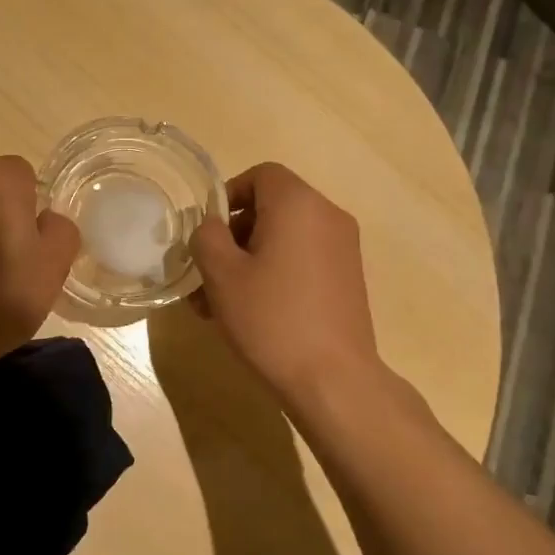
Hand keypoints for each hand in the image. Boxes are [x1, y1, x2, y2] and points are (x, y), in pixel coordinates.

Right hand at [189, 162, 380, 403]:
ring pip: (284, 238)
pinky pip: (302, 260)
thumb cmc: (271, 319)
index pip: (261, 175)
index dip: (228, 195)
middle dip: (233, 236)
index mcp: (299, 204)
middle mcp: (328, 217)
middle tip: (206, 274)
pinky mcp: (347, 279)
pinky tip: (250, 312)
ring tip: (218, 303)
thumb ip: (207, 237)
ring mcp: (343, 249)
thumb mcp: (222, 275)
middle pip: (272, 208)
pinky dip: (275, 273)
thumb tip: (212, 227)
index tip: (207, 232)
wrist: (333, 380)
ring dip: (248, 260)